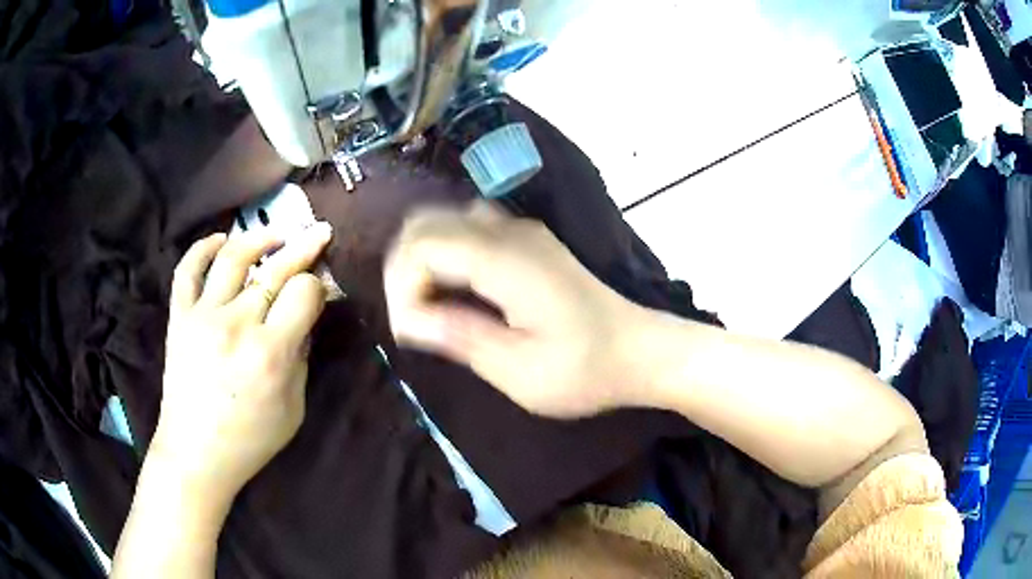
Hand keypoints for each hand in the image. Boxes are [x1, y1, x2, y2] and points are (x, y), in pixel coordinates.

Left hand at [152, 223, 331, 501]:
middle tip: (319, 232)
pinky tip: (220, 240)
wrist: (196, 453)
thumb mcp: (294, 408)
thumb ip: (301, 357)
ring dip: (258, 238)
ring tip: (274, 235)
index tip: (321, 291)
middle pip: (275, 268)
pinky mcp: (179, 317)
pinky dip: (203, 247)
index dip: (318, 286)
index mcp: (270, 353)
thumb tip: (305, 317)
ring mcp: (202, 316)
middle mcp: (236, 324)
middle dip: (304, 247)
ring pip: (232, 256)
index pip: (303, 292)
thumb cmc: (251, 439)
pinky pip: (187, 270)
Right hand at [384, 203, 639, 417]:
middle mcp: (508, 231)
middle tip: (413, 320)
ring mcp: (520, 229)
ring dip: (422, 257)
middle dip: (403, 269)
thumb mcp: (520, 372)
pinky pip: (467, 226)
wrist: (641, 350)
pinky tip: (456, 289)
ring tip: (428, 306)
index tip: (412, 334)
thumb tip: (407, 320)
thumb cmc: (586, 370)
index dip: (402, 287)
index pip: (422, 246)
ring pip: (443, 219)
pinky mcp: (527, 238)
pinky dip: (445, 251)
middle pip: (425, 222)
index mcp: (505, 261)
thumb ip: (461, 338)